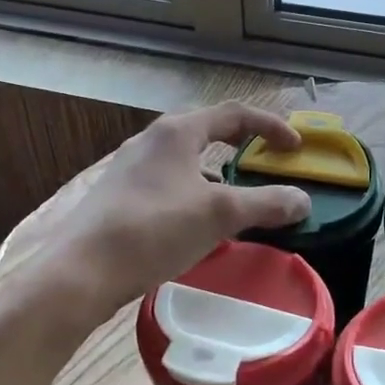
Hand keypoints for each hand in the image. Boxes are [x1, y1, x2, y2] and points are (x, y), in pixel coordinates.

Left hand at [40, 103, 310, 322]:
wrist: (81, 270)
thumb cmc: (155, 229)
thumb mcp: (219, 215)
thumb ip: (265, 204)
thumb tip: (303, 200)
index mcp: (177, 132)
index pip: (234, 114)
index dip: (270, 127)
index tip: (295, 149)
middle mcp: (152, 140)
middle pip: (207, 132)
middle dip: (242, 145)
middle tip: (267, 163)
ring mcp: (131, 167)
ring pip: (186, 161)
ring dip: (217, 174)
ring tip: (237, 199)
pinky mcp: (119, 194)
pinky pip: (168, 183)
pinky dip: (194, 194)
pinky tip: (198, 225)